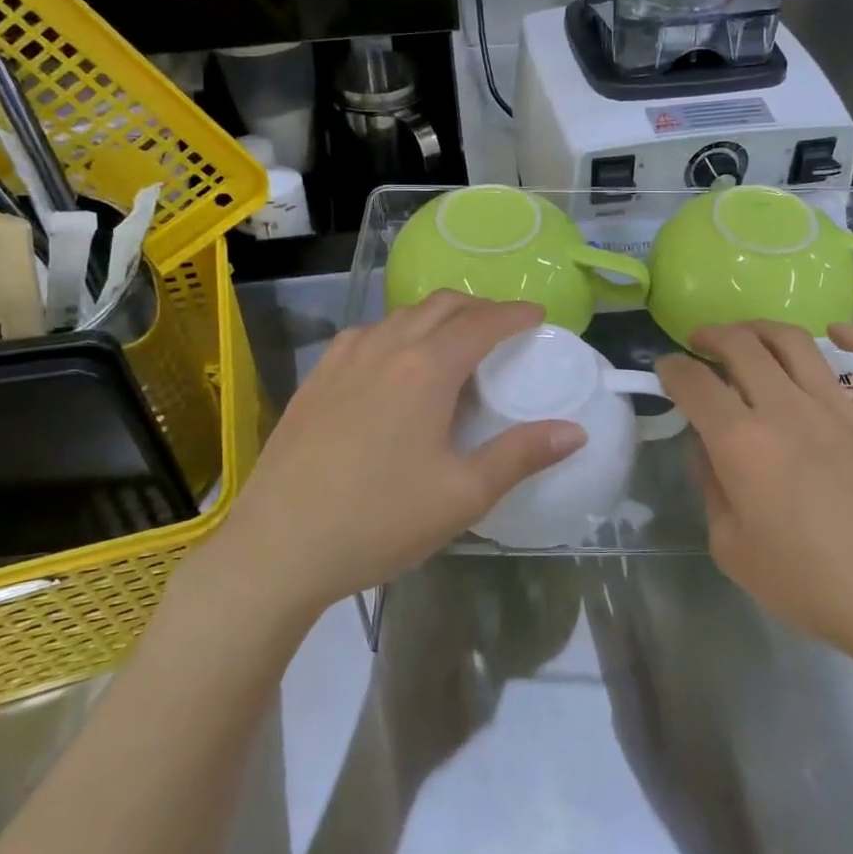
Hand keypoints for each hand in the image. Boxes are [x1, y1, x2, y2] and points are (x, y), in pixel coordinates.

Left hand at [188, 293, 586, 621]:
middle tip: (503, 329)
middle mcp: (385, 347)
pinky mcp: (316, 378)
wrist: (277, 547)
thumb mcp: (463, 495)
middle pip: (442, 305)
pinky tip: (395, 364)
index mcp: (426, 369)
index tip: (537, 317)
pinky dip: (397, 332)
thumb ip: (521, 455)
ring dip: (437, 317)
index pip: (482, 323)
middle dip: (479, 308)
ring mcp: (344, 359)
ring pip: (401, 315)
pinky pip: (367, 334)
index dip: (515, 315)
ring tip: (454, 344)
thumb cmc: (379, 520)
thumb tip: (575, 431)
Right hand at [655, 321, 852, 679]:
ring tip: (748, 335)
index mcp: (742, 443)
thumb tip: (709, 447)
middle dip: (711, 336)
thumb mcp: (731, 548)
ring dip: (761, 328)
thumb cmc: (811, 586)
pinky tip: (838, 334)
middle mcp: (788, 410)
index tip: (665, 370)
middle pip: (740, 345)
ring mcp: (842, 408)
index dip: (671, 368)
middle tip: (700, 343)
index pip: (694, 382)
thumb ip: (711, 487)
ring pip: (795, 341)